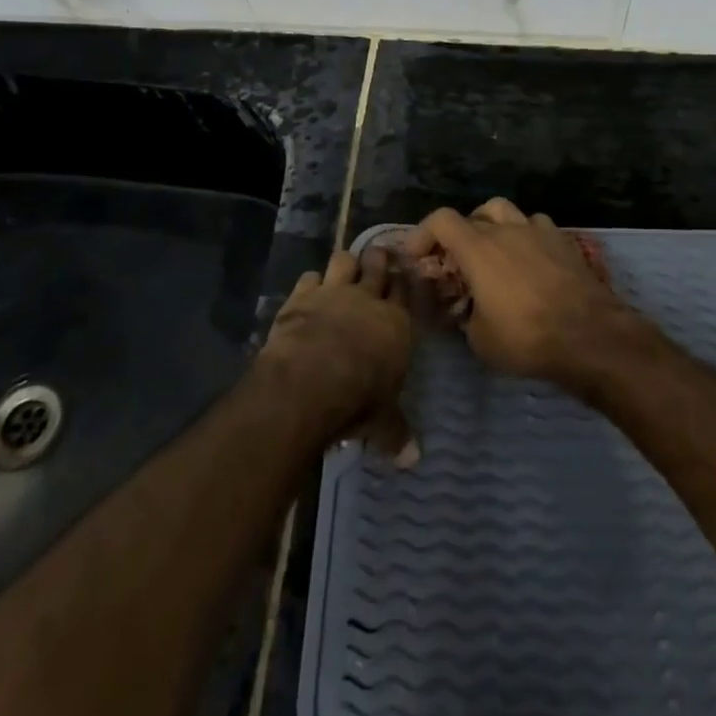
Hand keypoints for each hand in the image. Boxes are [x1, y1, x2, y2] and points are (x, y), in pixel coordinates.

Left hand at [259, 247, 417, 466]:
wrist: (309, 381)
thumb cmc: (357, 400)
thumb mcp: (383, 422)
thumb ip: (396, 433)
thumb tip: (414, 459)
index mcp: (396, 323)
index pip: (406, 291)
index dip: (404, 282)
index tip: (403, 276)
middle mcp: (368, 299)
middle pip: (376, 265)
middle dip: (378, 258)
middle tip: (378, 256)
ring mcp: (333, 293)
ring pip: (343, 261)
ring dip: (345, 263)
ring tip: (345, 266)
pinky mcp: (301, 296)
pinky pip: (309, 277)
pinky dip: (310, 281)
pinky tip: (309, 288)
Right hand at [400, 198, 635, 387]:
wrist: (589, 335)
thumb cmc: (527, 338)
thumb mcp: (480, 340)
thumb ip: (465, 315)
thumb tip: (466, 310)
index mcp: (478, 249)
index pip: (441, 219)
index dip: (423, 233)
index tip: (418, 256)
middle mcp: (506, 230)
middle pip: (473, 215)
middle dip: (458, 235)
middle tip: (457, 260)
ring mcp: (538, 231)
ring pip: (506, 211)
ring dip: (492, 226)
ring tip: (493, 250)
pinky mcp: (564, 241)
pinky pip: (536, 225)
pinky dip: (525, 235)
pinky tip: (529, 257)